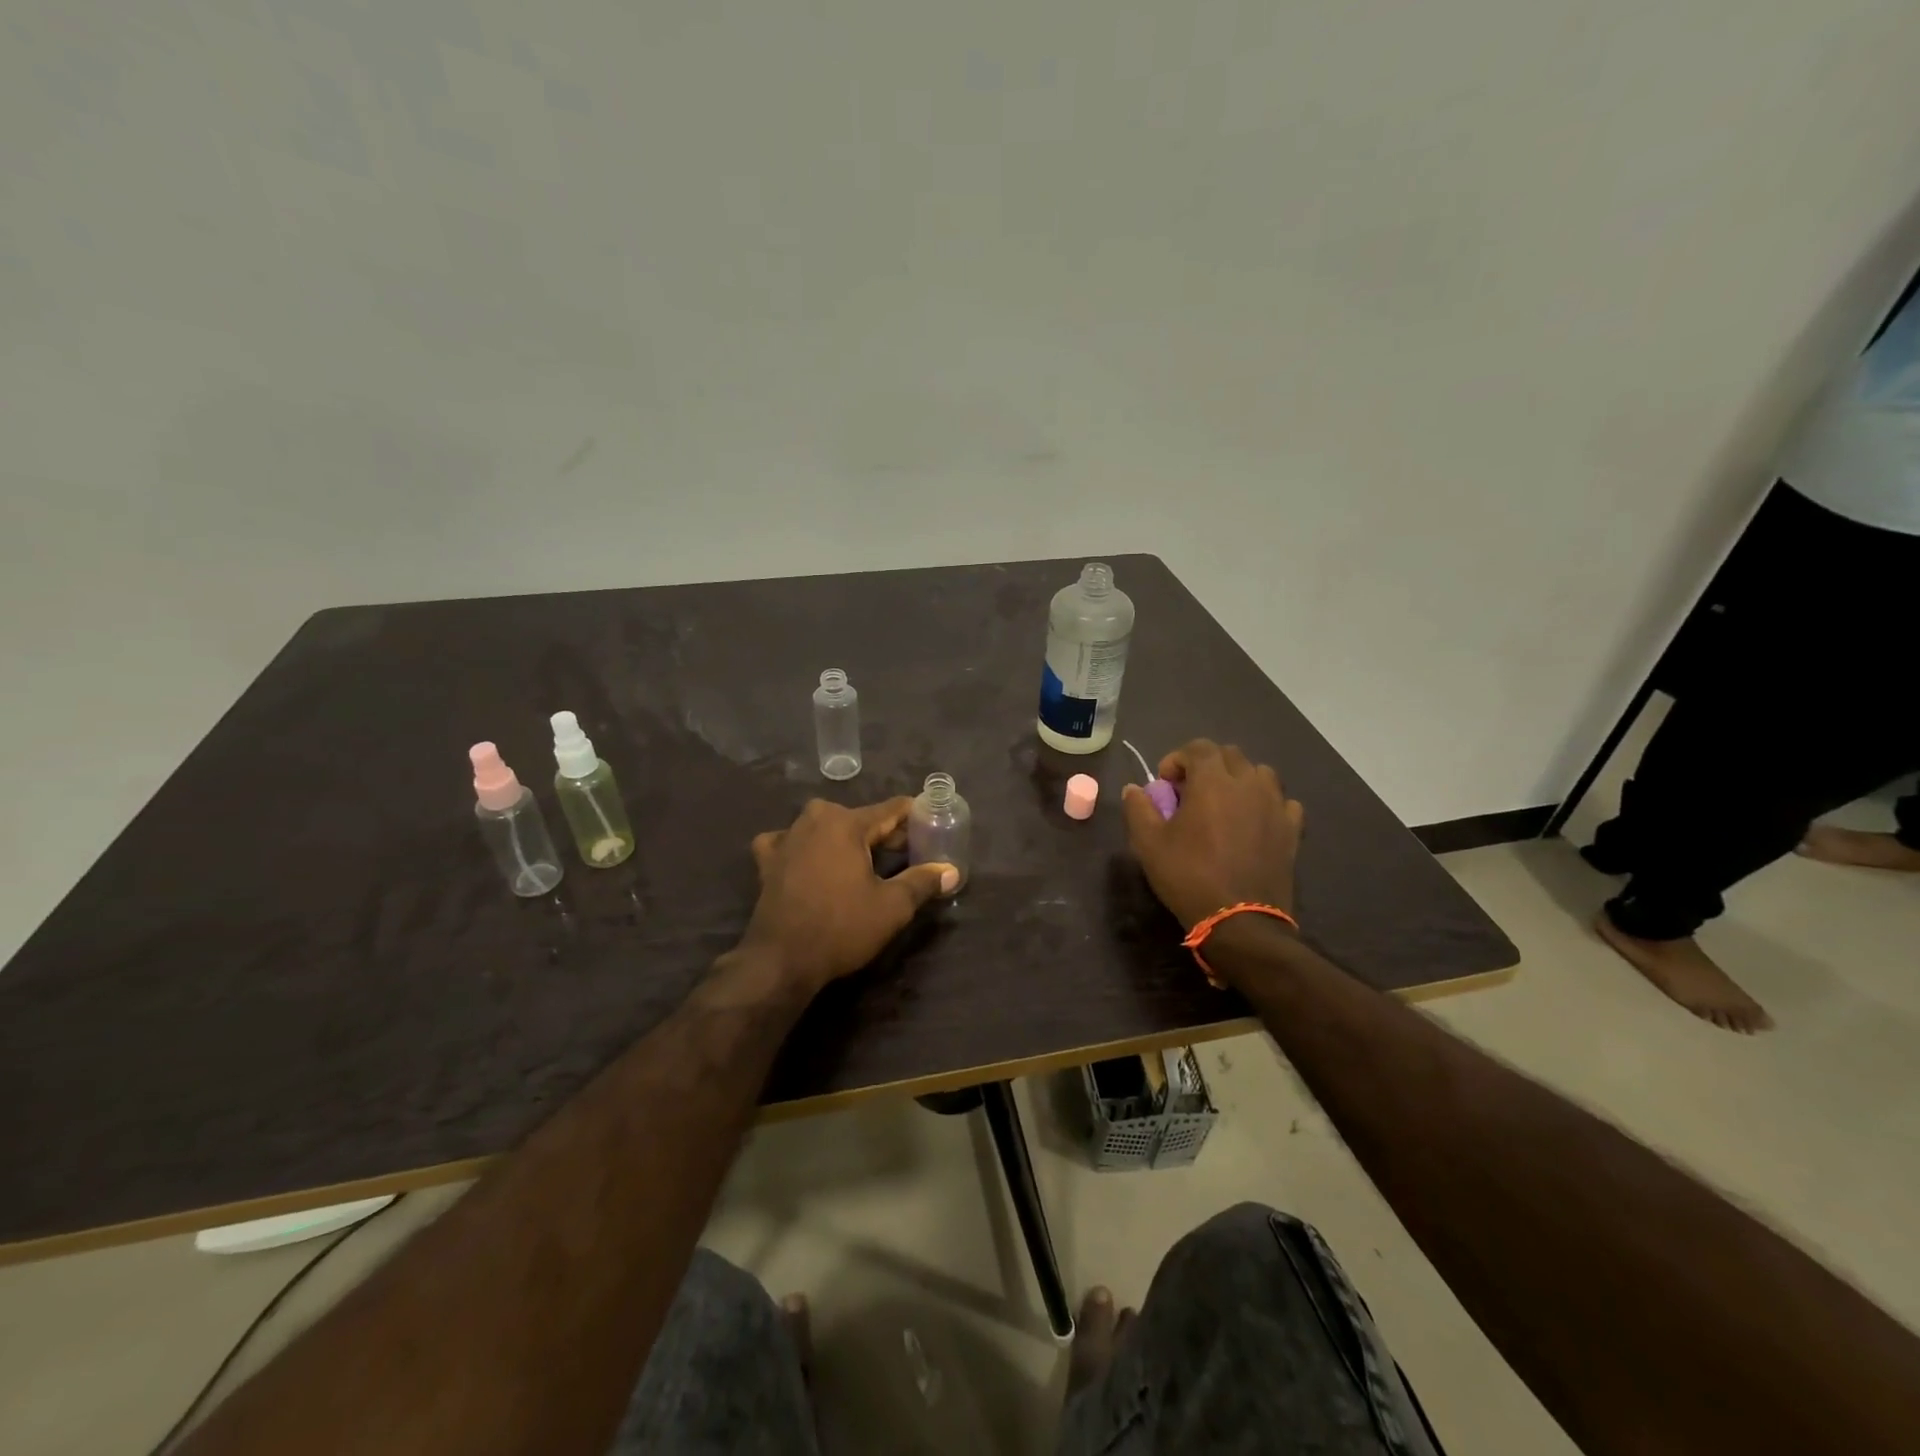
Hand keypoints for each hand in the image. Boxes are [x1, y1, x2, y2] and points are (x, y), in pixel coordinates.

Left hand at [741, 798, 957, 993]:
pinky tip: (811, 861)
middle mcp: (815, 819)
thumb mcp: (892, 907)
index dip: (914, 817)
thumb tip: (951, 871)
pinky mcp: (767, 860)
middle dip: (883, 833)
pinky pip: (791, 842)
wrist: (781, 960)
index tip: (931, 823)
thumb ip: (922, 882)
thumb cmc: (841, 927)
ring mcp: (786, 838)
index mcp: (847, 823)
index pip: (891, 810)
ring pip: (826, 828)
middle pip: (859, 818)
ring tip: (864, 861)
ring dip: (846, 840)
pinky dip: (805, 848)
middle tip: (906, 853)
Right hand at [1120, 739, 1303, 929]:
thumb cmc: (1189, 876)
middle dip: (1206, 766)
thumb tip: (1134, 789)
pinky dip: (1266, 804)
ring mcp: (1275, 805)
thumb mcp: (1148, 843)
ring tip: (1223, 804)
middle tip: (1189, 793)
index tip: (1165, 784)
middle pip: (1229, 755)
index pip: (1198, 747)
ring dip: (1238, 780)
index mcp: (1213, 781)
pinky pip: (1282, 802)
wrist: (1239, 921)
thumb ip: (1138, 809)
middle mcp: (1249, 783)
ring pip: (1259, 773)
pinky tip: (1254, 822)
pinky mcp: (1292, 830)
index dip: (1177, 759)